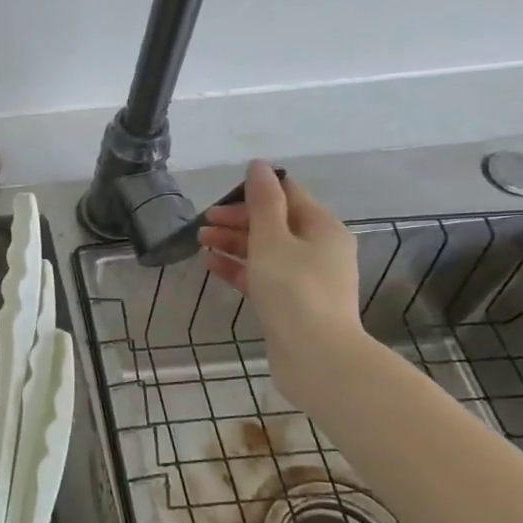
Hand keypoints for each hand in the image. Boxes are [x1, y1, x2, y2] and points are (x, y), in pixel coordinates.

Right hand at [197, 159, 366, 412]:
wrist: (316, 356)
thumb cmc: (294, 290)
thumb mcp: (273, 239)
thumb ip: (263, 202)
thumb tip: (258, 166)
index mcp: (322, 227)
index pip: (288, 195)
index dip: (254, 192)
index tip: (220, 198)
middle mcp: (319, 249)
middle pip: (275, 223)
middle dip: (238, 220)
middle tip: (204, 222)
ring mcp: (305, 278)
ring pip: (265, 250)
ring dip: (233, 242)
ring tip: (201, 241)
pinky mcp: (291, 302)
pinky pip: (262, 275)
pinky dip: (238, 267)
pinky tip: (211, 265)